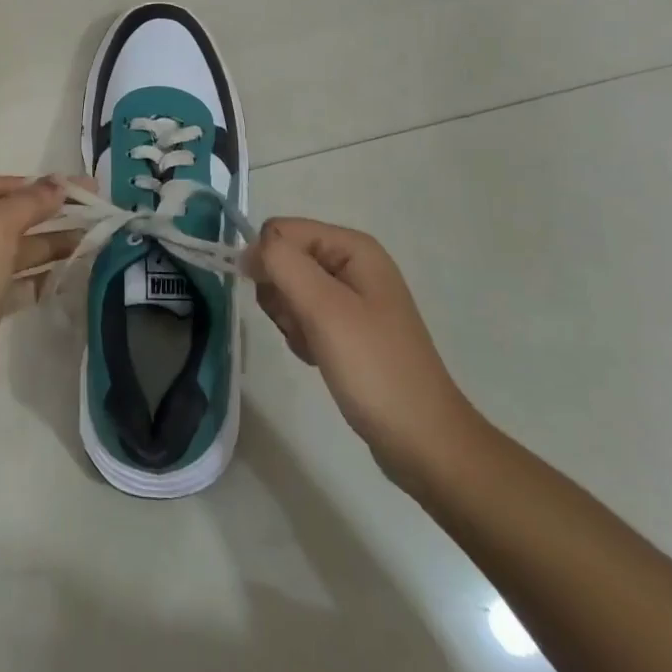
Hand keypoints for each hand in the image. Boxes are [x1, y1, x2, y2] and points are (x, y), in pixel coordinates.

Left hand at [0, 171, 73, 423]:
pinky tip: (70, 277)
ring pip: (18, 251)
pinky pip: (19, 285)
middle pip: (8, 216)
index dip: (21, 182)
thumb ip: (29, 202)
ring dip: (52, 243)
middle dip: (47, 211)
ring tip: (93, 242)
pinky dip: (43, 278)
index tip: (60, 189)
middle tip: (92, 211)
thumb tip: (58, 182)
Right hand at [250, 217, 480, 490]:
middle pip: (284, 259)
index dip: (268, 262)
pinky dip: (302, 337)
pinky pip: (304, 316)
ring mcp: (351, 296)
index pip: (281, 231)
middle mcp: (352, 263)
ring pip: (289, 289)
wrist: (423, 441)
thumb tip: (249, 248)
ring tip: (316, 347)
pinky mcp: (348, 327)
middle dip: (282, 295)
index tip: (280, 303)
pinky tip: (320, 359)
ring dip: (291, 320)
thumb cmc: (374, 368)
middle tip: (304, 327)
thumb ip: (282, 264)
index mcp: (352, 247)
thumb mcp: (324, 308)